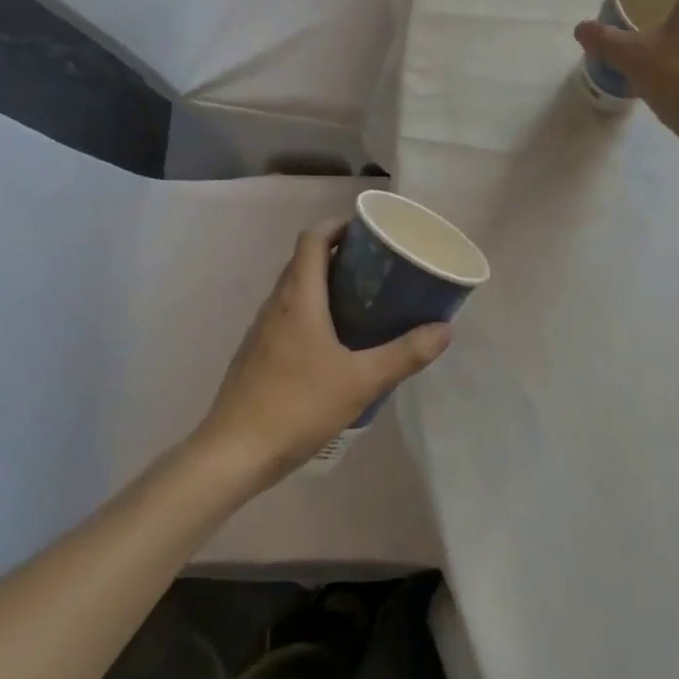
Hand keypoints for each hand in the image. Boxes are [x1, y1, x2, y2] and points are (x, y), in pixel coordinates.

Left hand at [195, 219, 451, 487]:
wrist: (234, 453)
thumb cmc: (298, 406)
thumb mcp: (361, 381)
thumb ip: (405, 354)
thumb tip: (444, 330)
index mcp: (299, 297)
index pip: (313, 238)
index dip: (338, 225)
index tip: (368, 233)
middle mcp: (276, 304)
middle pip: (304, 260)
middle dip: (339, 254)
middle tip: (376, 266)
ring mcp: (261, 329)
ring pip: (294, 289)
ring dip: (324, 283)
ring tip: (361, 300)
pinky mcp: (256, 353)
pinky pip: (287, 314)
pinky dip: (311, 310)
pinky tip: (334, 342)